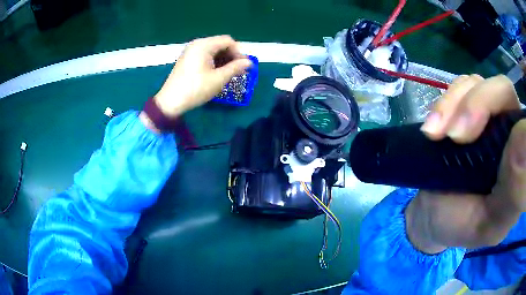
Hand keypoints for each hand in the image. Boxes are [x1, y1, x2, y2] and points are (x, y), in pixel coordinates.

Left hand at [153, 35, 251, 116]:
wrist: (170, 102)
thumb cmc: (196, 89)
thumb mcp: (218, 79)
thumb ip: (235, 68)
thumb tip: (249, 62)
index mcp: (204, 45)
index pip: (227, 41)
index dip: (238, 52)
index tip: (244, 66)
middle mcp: (196, 44)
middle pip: (220, 44)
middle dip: (231, 56)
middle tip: (239, 70)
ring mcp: (190, 51)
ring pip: (213, 50)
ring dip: (223, 59)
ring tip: (229, 73)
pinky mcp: (187, 59)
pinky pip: (205, 55)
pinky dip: (214, 62)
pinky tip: (217, 73)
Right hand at [405, 74, 525, 253]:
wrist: (434, 215)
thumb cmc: (463, 225)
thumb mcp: (489, 225)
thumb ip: (512, 194)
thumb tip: (524, 148)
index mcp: (519, 160)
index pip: (519, 116)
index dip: (498, 109)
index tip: (467, 138)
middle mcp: (509, 130)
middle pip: (500, 89)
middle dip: (473, 104)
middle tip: (451, 136)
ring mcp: (489, 116)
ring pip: (477, 84)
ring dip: (453, 103)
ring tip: (433, 134)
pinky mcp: (467, 110)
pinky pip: (460, 88)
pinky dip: (444, 103)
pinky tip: (431, 128)